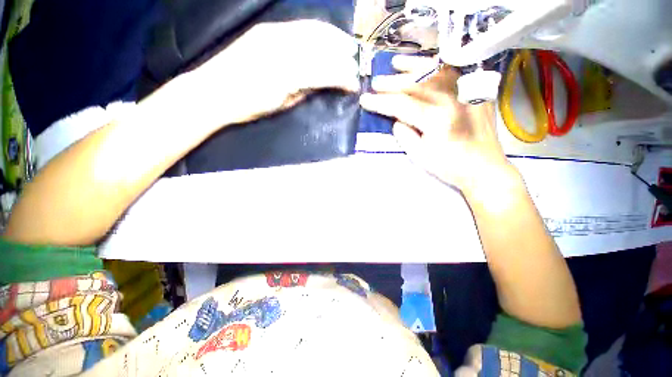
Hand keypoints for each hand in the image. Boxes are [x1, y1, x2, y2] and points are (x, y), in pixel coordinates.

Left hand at [171, 20, 359, 129]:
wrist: (213, 91)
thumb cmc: (249, 106)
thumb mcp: (283, 106)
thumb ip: (306, 92)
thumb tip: (325, 85)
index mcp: (288, 75)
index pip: (327, 71)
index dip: (345, 78)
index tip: (355, 85)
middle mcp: (283, 48)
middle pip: (324, 46)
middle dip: (345, 55)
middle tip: (357, 65)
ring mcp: (274, 33)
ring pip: (315, 31)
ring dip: (335, 39)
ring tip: (347, 49)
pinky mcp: (267, 30)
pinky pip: (300, 26)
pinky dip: (319, 32)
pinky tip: (326, 38)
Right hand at [360, 55, 513, 194]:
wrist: (484, 167)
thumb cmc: (450, 166)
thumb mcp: (420, 156)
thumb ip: (405, 135)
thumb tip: (396, 119)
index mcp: (437, 120)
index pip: (402, 105)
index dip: (381, 102)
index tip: (365, 99)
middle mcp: (452, 100)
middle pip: (416, 84)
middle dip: (392, 82)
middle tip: (376, 82)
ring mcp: (466, 93)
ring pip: (434, 71)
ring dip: (413, 66)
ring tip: (396, 63)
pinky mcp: (474, 92)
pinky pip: (453, 72)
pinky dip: (435, 66)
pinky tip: (425, 65)